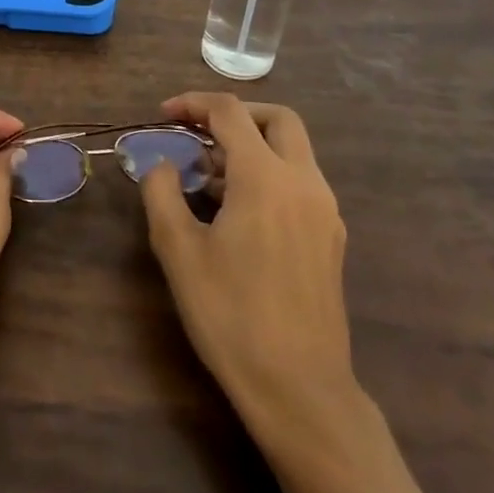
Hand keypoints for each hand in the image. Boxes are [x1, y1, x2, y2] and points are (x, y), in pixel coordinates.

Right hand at [139, 92, 359, 441]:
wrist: (299, 389)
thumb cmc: (231, 315)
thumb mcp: (178, 250)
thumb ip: (162, 193)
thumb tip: (164, 166)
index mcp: (265, 178)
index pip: (230, 113)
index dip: (193, 103)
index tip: (163, 115)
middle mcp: (304, 183)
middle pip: (278, 119)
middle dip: (236, 114)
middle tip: (198, 132)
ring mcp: (325, 211)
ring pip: (293, 151)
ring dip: (252, 146)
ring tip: (209, 177)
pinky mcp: (330, 238)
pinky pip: (300, 182)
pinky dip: (269, 174)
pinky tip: (238, 211)